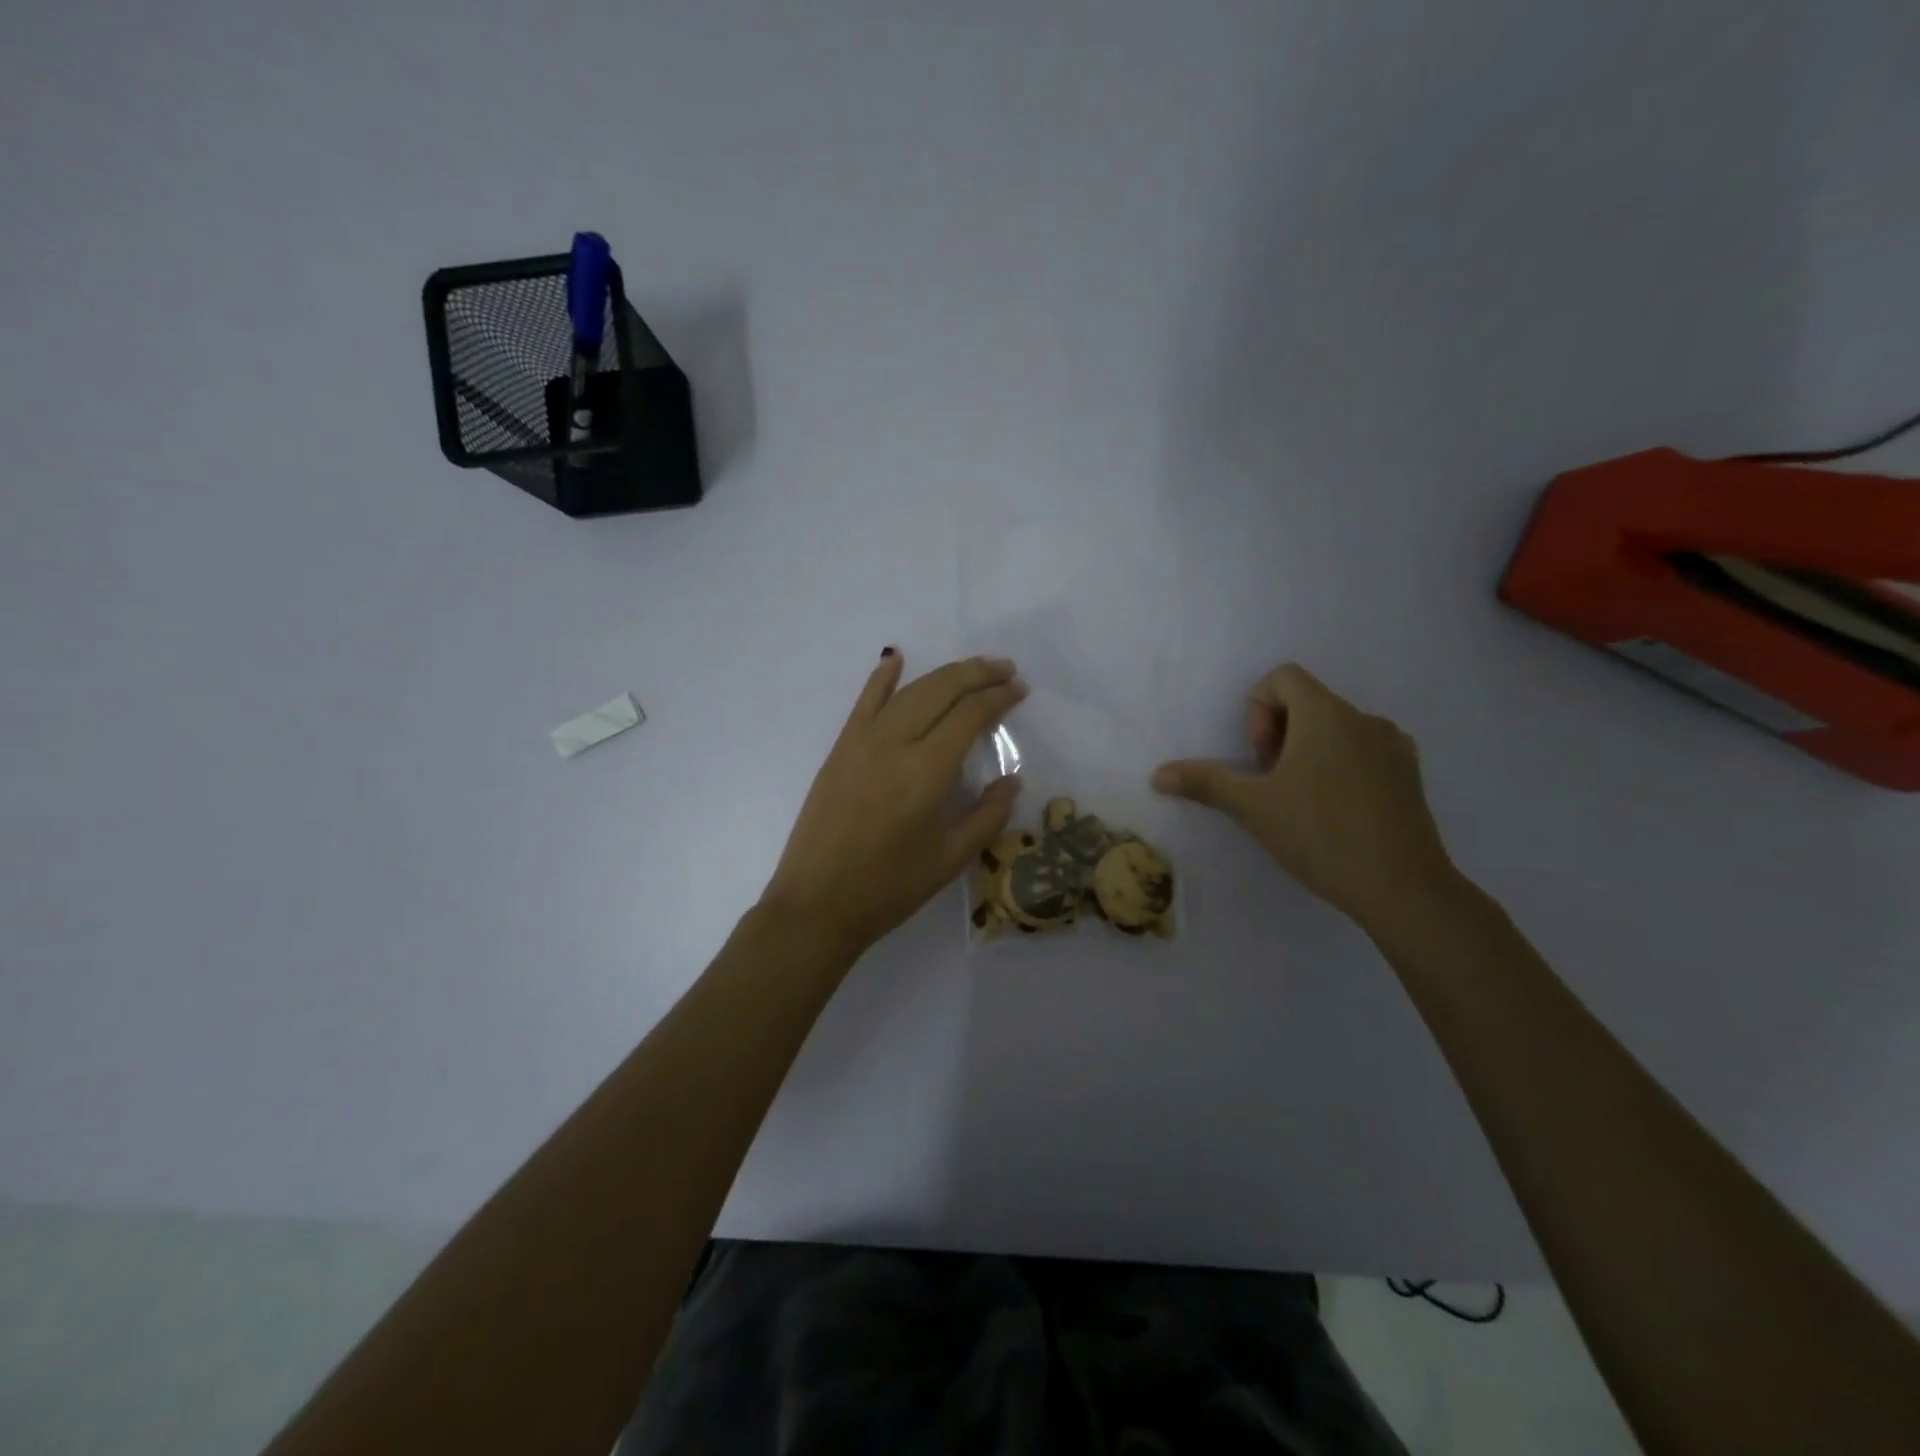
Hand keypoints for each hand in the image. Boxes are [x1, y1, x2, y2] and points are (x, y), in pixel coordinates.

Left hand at [763, 650, 1027, 957]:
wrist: (817, 903)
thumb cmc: (889, 888)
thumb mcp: (950, 859)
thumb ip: (988, 816)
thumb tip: (1012, 779)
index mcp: (927, 771)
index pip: (970, 715)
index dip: (999, 698)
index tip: (1020, 690)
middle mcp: (895, 744)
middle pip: (942, 691)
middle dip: (977, 674)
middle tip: (1005, 669)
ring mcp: (862, 741)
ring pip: (909, 691)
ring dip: (944, 674)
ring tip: (971, 668)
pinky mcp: (840, 748)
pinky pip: (864, 702)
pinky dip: (882, 677)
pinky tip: (896, 659)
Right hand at [1152, 664, 1455, 933]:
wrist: (1402, 887)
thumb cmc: (1319, 834)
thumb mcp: (1252, 807)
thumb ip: (1205, 782)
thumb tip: (1158, 775)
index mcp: (1325, 714)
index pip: (1282, 677)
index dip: (1257, 708)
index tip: (1259, 756)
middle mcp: (1363, 718)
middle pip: (1308, 702)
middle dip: (1279, 734)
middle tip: (1272, 781)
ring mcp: (1394, 746)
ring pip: (1337, 728)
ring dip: (1309, 750)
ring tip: (1302, 799)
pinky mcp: (1410, 774)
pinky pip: (1364, 751)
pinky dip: (1341, 766)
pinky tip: (1336, 811)